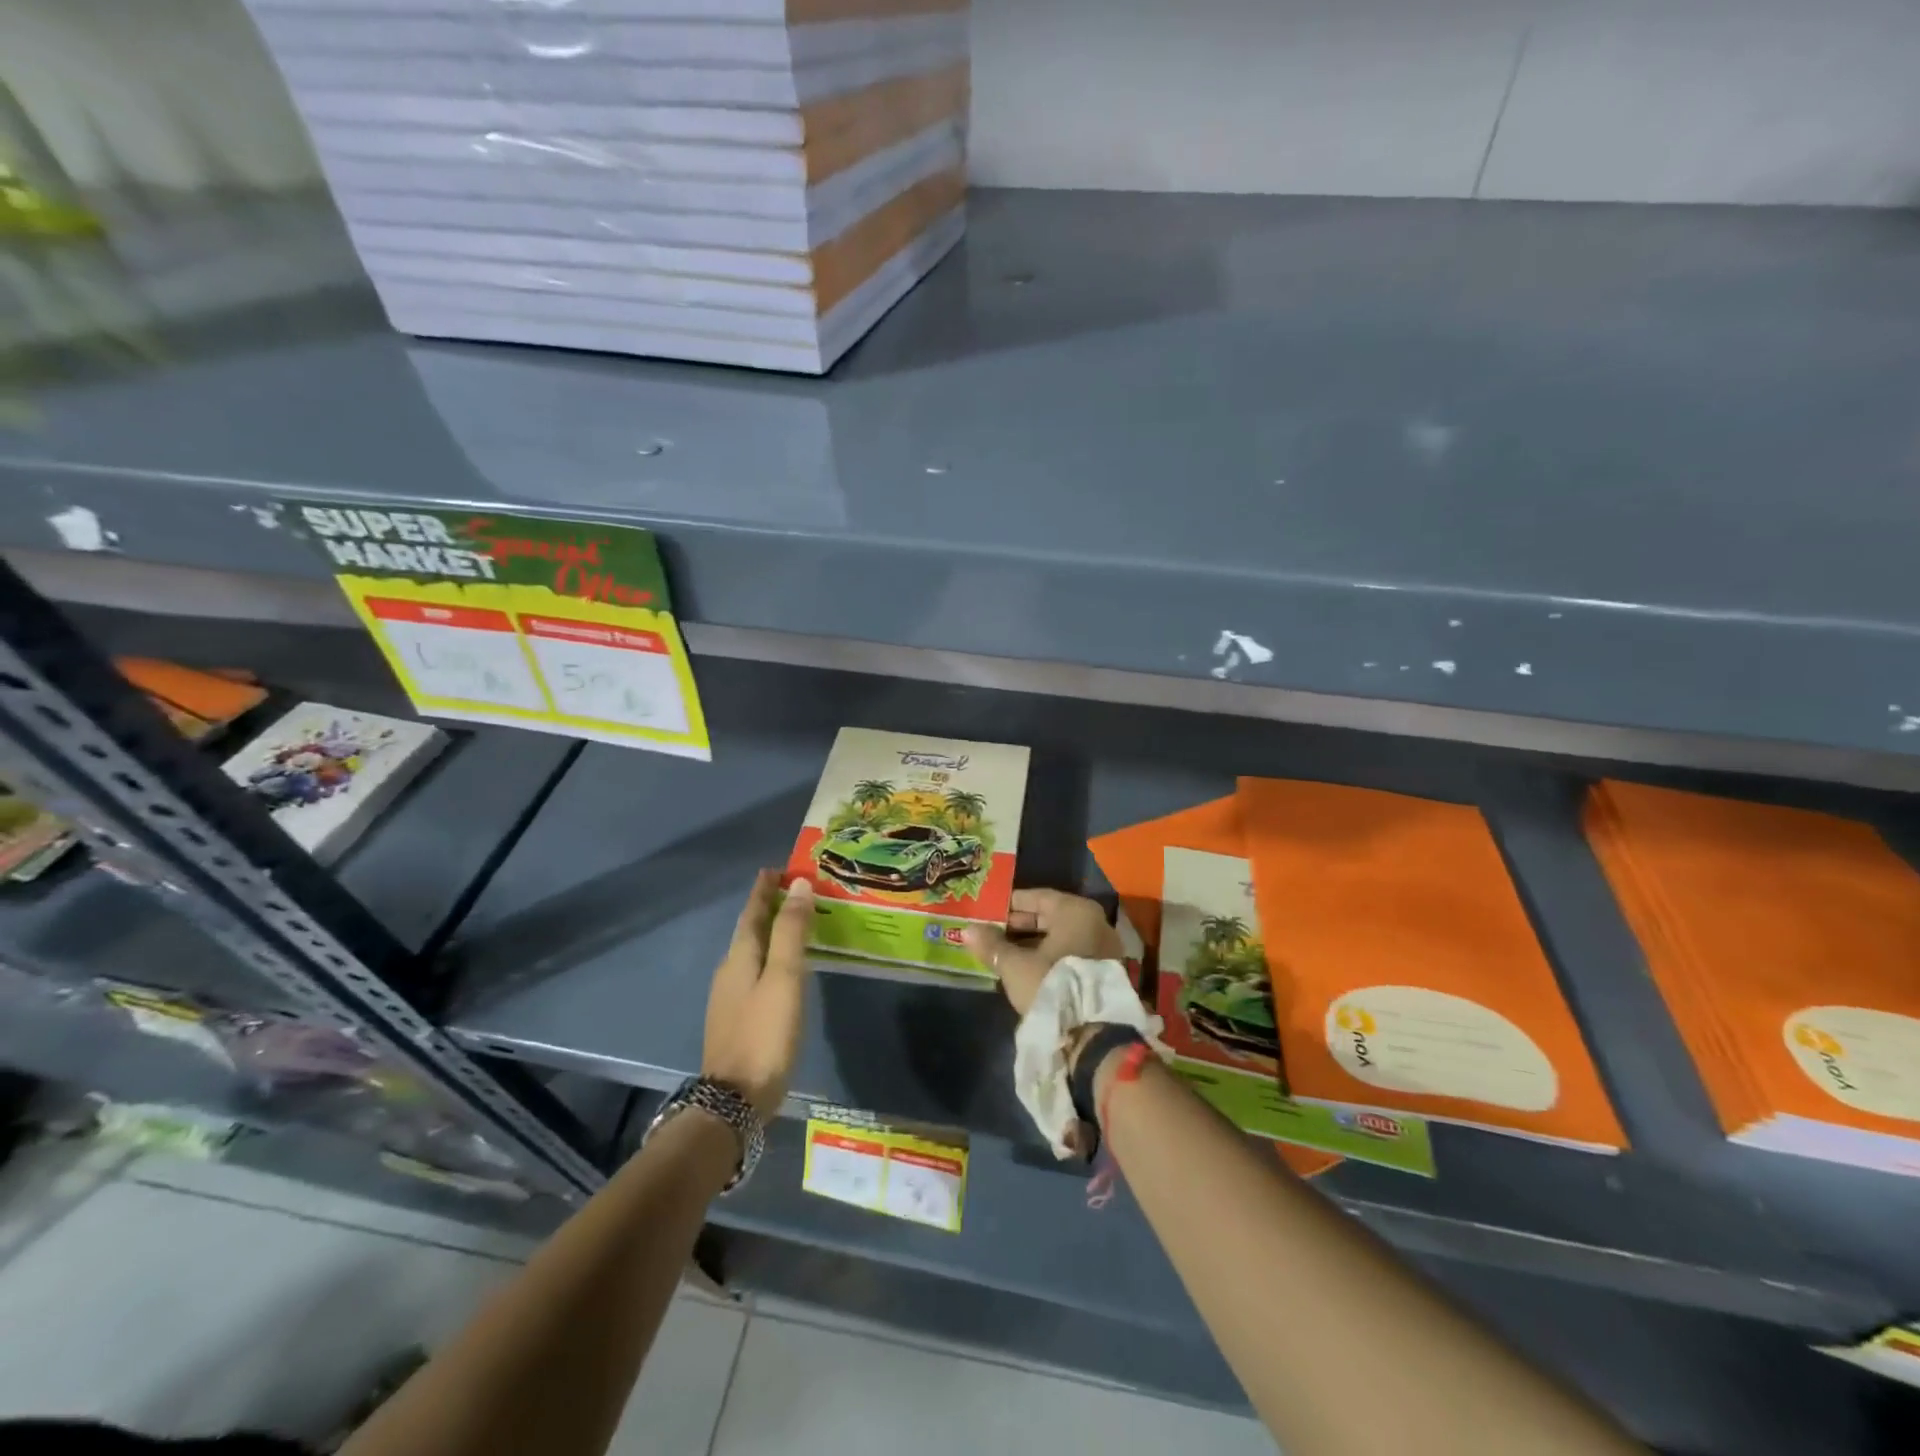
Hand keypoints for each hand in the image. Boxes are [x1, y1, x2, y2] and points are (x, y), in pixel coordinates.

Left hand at [702, 871, 813, 1119]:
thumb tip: (799, 885)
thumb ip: (792, 932)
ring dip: (768, 934)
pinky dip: (768, 959)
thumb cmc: (764, 1033)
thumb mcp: (785, 978)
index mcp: (740, 957)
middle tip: (792, 892)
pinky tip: (781, 971)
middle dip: (767, 908)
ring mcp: (729, 998)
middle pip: (748, 930)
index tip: (777, 869)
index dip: (764, 889)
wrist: (733, 1101)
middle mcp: (729, 971)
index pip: (752, 912)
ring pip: (750, 953)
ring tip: (792, 925)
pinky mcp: (735, 1020)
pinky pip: (753, 974)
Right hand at [964, 888, 1123, 1016]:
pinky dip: (1048, 957)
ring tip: (1003, 951)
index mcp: (1075, 911)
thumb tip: (967, 930)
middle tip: (991, 931)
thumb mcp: (1015, 965)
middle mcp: (1094, 922)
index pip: (1037, 897)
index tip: (988, 911)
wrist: (1093, 1034)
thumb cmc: (1052, 985)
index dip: (1010, 904)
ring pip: (1060, 938)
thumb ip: (991, 945)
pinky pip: (1070, 954)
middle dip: (1019, 925)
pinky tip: (1025, 967)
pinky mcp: (1103, 972)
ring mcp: (1102, 947)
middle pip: (1049, 917)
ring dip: (1032, 943)